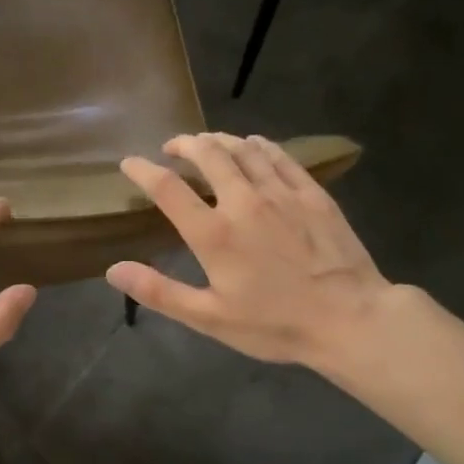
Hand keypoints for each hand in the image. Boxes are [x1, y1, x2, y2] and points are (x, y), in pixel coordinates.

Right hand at [106, 133, 392, 380]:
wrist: (350, 318)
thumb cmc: (275, 324)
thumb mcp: (209, 317)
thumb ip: (159, 291)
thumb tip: (113, 270)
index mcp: (213, 233)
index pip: (167, 188)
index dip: (143, 170)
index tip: (130, 162)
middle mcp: (243, 201)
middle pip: (208, 154)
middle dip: (184, 144)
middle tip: (173, 147)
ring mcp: (281, 193)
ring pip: (243, 148)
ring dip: (219, 140)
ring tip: (207, 142)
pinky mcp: (312, 193)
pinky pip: (279, 156)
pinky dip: (259, 145)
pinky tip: (253, 145)